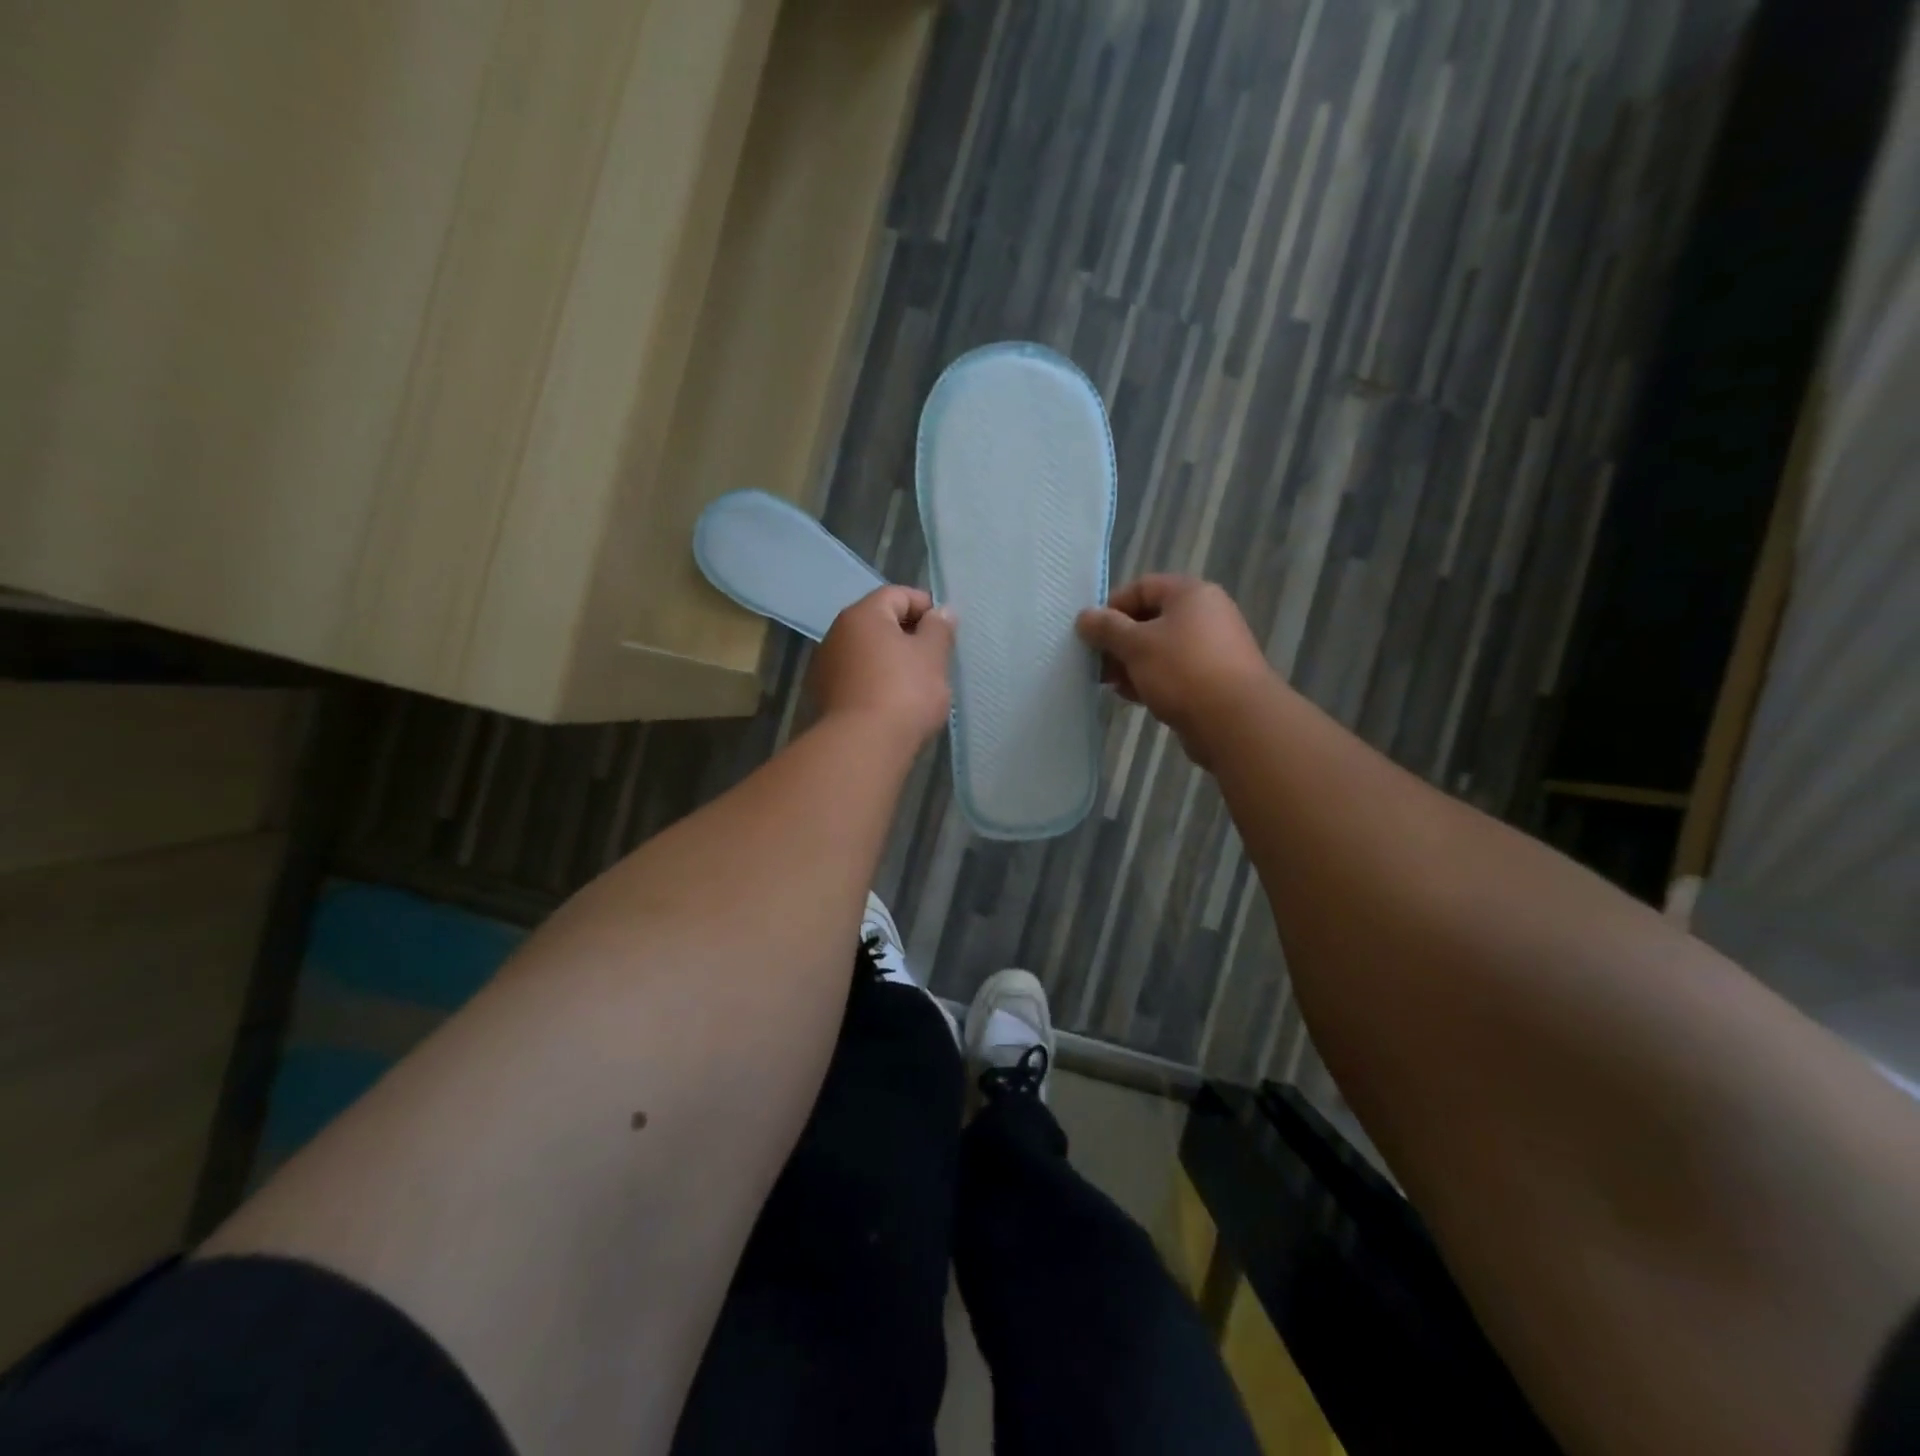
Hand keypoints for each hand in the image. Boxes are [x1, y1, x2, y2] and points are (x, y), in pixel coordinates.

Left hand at [810, 586, 955, 745]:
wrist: (863, 746)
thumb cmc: (904, 692)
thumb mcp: (933, 656)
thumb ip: (939, 629)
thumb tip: (941, 612)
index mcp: (863, 615)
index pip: (896, 594)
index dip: (925, 606)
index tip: (945, 629)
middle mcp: (837, 633)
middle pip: (878, 622)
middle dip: (907, 634)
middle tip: (935, 656)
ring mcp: (825, 666)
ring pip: (866, 652)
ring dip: (890, 659)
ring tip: (916, 682)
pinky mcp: (824, 696)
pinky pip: (856, 677)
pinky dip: (875, 681)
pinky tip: (893, 702)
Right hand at [1076, 575, 1270, 766]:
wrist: (1235, 721)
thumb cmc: (1182, 670)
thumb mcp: (1136, 645)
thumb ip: (1106, 629)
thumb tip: (1084, 617)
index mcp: (1190, 594)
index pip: (1142, 587)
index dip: (1112, 607)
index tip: (1091, 635)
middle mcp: (1205, 614)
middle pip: (1151, 619)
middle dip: (1119, 642)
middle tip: (1097, 665)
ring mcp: (1212, 648)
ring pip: (1161, 649)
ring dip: (1132, 664)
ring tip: (1112, 685)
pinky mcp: (1214, 679)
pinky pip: (1174, 672)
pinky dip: (1152, 680)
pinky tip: (1135, 697)